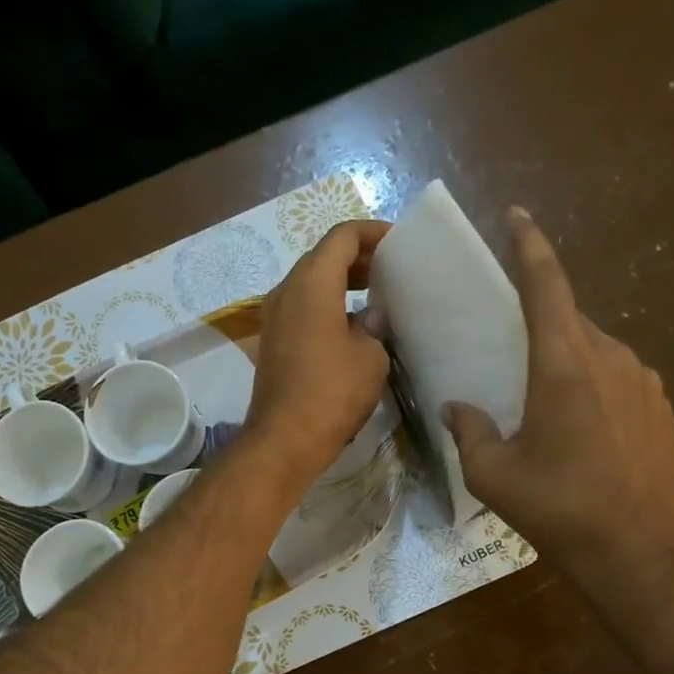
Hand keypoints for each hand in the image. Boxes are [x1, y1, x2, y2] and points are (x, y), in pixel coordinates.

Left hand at [244, 219, 392, 487]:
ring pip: (311, 282)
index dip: (372, 233)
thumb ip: (374, 325)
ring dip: (342, 281)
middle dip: (358, 257)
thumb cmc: (332, 392)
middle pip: (323, 256)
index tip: (399, 244)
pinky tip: (354, 324)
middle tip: (392, 270)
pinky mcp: (274, 340)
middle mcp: (286, 290)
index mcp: (311, 283)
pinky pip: (303, 307)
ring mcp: (275, 316)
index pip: (341, 237)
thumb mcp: (370, 356)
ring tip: (378, 294)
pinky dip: (329, 303)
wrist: (284, 440)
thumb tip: (371, 317)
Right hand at [443, 207, 673, 580]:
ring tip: (543, 408)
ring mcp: (643, 380)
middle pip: (568, 320)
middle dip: (538, 327)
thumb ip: (468, 431)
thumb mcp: (493, 475)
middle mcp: (609, 357)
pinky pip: (617, 378)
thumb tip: (456, 407)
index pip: (546, 285)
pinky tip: (581, 432)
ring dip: (565, 363)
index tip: (516, 216)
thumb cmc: (560, 509)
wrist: (641, 554)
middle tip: (510, 356)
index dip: (529, 245)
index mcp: (564, 364)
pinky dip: (592, 387)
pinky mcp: (661, 406)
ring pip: (593, 351)